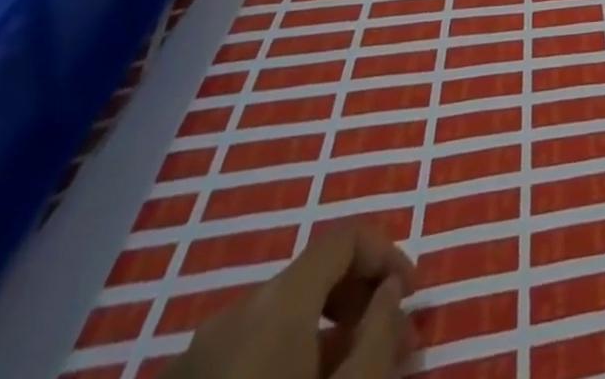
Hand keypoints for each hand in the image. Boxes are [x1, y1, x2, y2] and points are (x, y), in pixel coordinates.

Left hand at [163, 223, 415, 378]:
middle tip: (391, 344)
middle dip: (358, 302)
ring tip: (353, 377)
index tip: (410, 299)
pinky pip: (245, 359)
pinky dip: (284, 365)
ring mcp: (193, 363)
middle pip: (310, 279)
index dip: (387, 255)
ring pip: (278, 325)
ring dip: (324, 338)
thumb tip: (388, 292)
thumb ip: (381, 331)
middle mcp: (231, 316)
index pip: (344, 239)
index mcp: (274, 303)